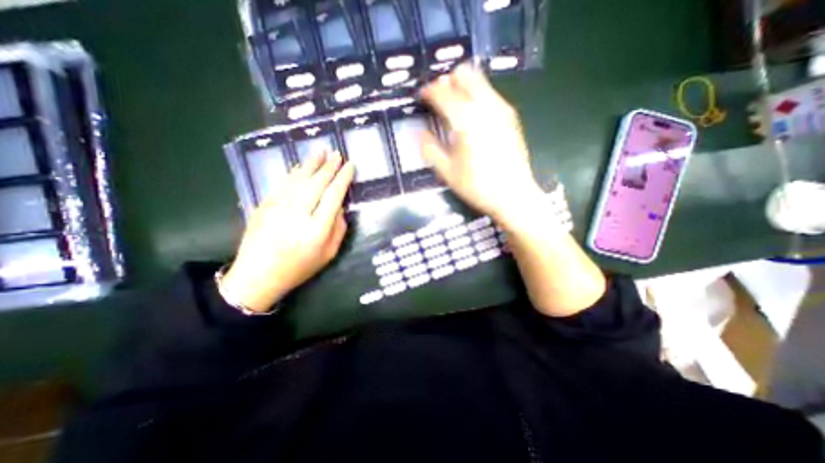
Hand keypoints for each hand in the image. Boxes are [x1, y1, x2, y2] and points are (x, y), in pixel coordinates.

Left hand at [222, 150, 353, 313]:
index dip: (343, 178)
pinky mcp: (264, 206)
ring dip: (311, 163)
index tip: (350, 166)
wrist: (258, 275)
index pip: (333, 195)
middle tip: (337, 153)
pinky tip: (300, 166)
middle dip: (329, 167)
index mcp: (317, 229)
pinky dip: (293, 173)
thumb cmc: (299, 267)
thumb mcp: (329, 254)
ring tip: (321, 151)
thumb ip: (338, 229)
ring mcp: (278, 208)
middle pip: (317, 183)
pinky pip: (282, 184)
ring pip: (298, 179)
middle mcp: (298, 214)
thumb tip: (339, 206)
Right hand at [419, 62, 545, 229]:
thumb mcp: (446, 171)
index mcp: (465, 119)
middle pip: (464, 74)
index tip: (422, 97)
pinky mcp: (510, 116)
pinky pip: (490, 94)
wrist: (512, 195)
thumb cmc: (477, 186)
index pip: (442, 92)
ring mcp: (501, 108)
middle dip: (448, 82)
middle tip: (439, 100)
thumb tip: (420, 132)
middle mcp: (484, 106)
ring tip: (454, 107)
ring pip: (479, 81)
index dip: (429, 91)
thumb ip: (430, 148)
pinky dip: (476, 96)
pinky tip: (472, 117)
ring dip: (463, 87)